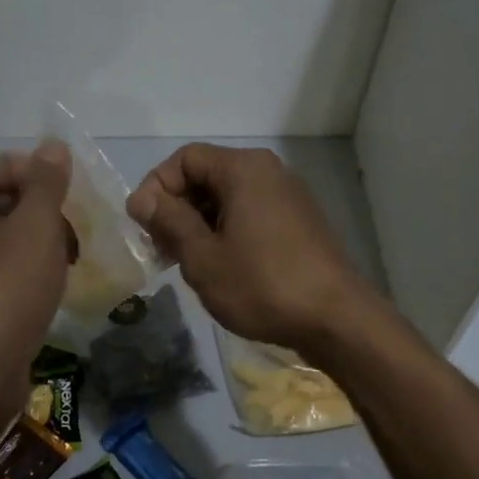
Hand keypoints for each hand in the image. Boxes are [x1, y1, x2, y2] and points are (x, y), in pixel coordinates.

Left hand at [0, 143, 72, 432]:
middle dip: (36, 208)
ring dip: (32, 239)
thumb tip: (52, 146)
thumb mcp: (36, 226)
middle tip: (71, 224)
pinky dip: (18, 267)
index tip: (65, 190)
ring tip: (68, 256)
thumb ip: (47, 182)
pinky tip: (48, 283)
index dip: (29, 171)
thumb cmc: (4, 289)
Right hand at [126, 144, 370, 352]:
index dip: (156, 187)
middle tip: (161, 249)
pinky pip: (250, 213)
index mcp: (244, 168)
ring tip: (187, 263)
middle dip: (177, 208)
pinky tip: (221, 267)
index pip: (185, 158)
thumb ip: (168, 221)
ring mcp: (288, 196)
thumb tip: (141, 198)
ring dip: (199, 224)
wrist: (337, 319)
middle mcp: (268, 171)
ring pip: (228, 197)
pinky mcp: (298, 222)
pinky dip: (226, 231)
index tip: (144, 226)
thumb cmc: (262, 285)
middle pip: (207, 175)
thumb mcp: (203, 256)